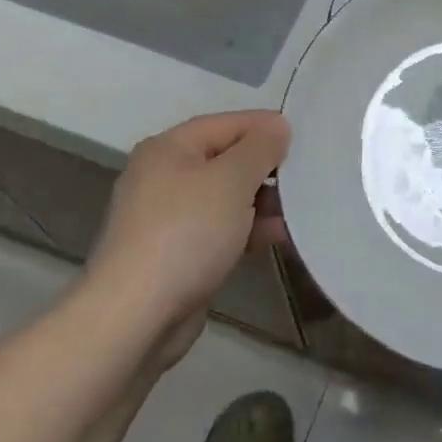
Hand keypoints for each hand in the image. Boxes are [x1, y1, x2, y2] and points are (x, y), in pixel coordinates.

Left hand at [86, 111, 289, 367]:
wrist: (134, 317)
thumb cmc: (186, 233)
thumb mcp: (231, 180)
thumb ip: (260, 148)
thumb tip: (278, 126)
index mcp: (169, 148)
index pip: (227, 124)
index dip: (266, 128)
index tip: (305, 140)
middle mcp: (164, 176)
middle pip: (226, 159)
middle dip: (266, 168)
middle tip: (306, 178)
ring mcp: (167, 218)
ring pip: (225, 197)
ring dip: (262, 202)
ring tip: (299, 211)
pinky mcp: (175, 254)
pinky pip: (219, 229)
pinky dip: (247, 229)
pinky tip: (277, 237)